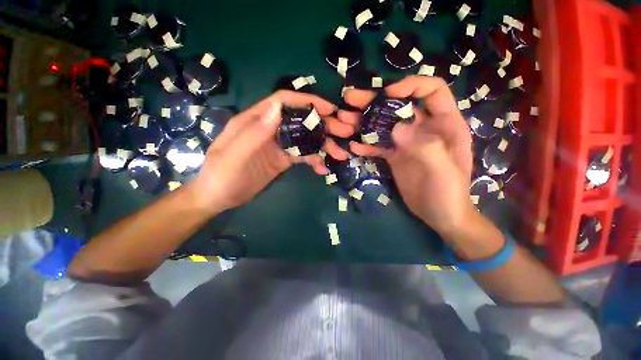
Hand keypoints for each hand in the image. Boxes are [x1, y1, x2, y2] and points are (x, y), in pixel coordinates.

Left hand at [186, 90, 353, 213]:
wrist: (219, 197)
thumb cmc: (221, 176)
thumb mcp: (234, 155)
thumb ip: (254, 132)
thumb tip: (278, 108)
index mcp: (255, 121)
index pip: (283, 101)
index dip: (307, 101)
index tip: (329, 109)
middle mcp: (270, 128)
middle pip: (300, 119)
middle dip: (324, 124)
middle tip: (345, 132)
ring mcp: (278, 144)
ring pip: (306, 138)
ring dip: (324, 144)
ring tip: (340, 154)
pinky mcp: (283, 159)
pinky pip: (303, 155)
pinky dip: (315, 160)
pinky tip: (323, 169)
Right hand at [339, 76, 474, 236]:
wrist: (439, 215)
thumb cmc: (449, 193)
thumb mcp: (443, 171)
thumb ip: (424, 147)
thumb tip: (396, 128)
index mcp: (445, 123)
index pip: (431, 90)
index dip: (410, 86)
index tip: (387, 93)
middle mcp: (423, 128)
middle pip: (398, 106)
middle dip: (375, 101)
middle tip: (350, 99)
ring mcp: (406, 142)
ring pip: (383, 125)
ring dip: (364, 121)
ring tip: (344, 120)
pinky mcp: (394, 155)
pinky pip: (378, 145)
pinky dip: (365, 144)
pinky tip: (353, 146)